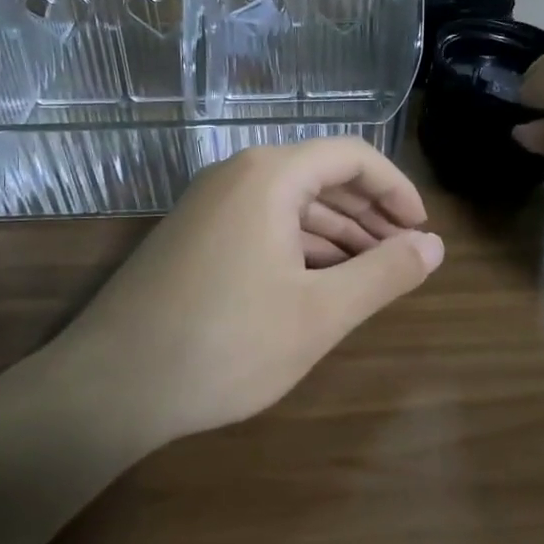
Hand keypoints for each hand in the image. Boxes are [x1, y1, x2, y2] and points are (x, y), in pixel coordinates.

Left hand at [62, 139, 443, 441]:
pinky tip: (317, 285)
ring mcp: (208, 206)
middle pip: (320, 177)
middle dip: (369, 215)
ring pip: (290, 205)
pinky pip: (261, 226)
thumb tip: (433, 247)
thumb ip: (384, 274)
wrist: (110, 387)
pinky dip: (299, 248)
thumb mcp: (320, 313)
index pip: (351, 156)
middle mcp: (236, 176)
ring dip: (336, 234)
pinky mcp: (192, 237)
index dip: (396, 189)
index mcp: (270, 175)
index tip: (422, 232)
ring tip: (369, 275)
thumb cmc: (226, 344)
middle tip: (404, 257)